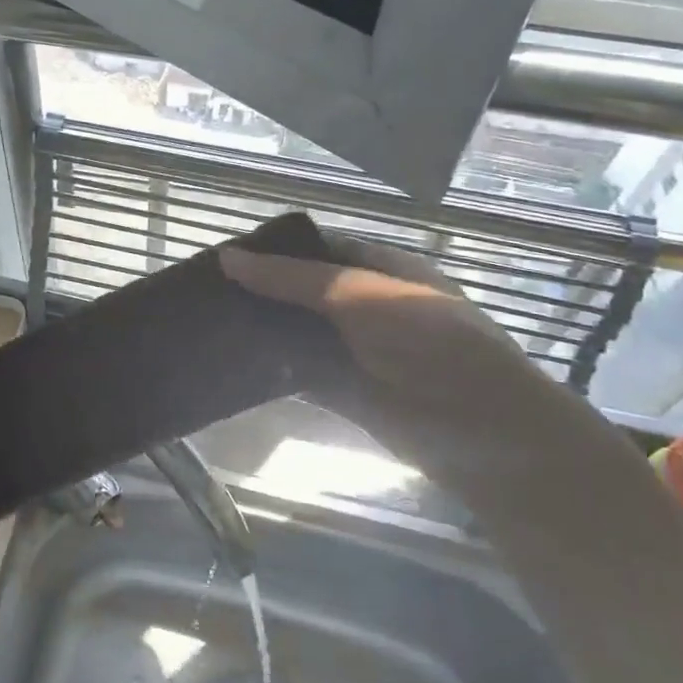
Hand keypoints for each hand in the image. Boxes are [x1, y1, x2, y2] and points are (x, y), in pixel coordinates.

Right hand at [219, 235, 561, 443]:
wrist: (481, 432)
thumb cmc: (429, 342)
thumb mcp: (360, 295)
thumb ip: (293, 278)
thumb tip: (227, 258)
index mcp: (380, 269)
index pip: (317, 249)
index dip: (273, 250)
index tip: (224, 256)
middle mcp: (365, 306)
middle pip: (301, 292)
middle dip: (259, 291)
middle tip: (202, 290)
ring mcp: (354, 351)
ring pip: (296, 334)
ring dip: (260, 330)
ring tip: (203, 322)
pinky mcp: (344, 392)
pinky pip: (297, 375)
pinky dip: (267, 370)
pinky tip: (228, 362)